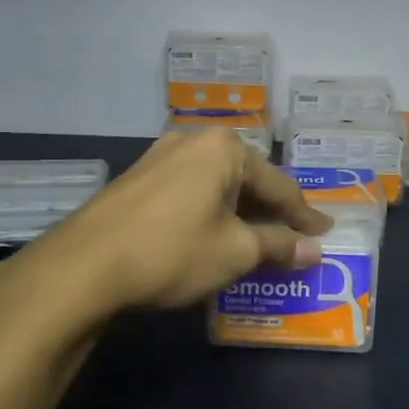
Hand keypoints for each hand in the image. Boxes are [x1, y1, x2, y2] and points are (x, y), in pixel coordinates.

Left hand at [46, 129, 331, 313]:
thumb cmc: (172, 251)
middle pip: (246, 180)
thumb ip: (278, 246)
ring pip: (215, 187)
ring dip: (238, 214)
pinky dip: (209, 214)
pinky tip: (212, 236)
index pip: (278, 185)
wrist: (83, 267)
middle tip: (294, 239)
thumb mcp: (234, 252)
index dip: (303, 215)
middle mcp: (192, 142)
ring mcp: (159, 158)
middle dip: (270, 212)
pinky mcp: (137, 181)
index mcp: (223, 149)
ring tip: (257, 241)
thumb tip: (314, 251)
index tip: (324, 234)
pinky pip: (189, 193)